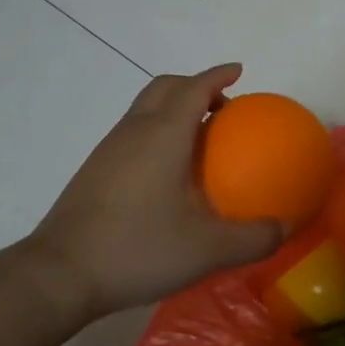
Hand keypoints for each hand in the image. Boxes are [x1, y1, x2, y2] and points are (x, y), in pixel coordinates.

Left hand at [28, 65, 286, 319]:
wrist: (60, 275)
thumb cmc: (137, 249)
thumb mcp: (206, 250)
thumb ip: (252, 239)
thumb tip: (283, 229)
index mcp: (163, 135)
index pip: (193, 87)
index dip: (217, 75)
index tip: (238, 71)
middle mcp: (134, 131)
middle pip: (165, 87)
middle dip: (195, 85)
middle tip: (222, 107)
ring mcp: (109, 149)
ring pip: (145, 108)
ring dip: (173, 108)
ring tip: (198, 138)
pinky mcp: (95, 170)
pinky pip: (133, 131)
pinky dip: (156, 131)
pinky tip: (167, 172)